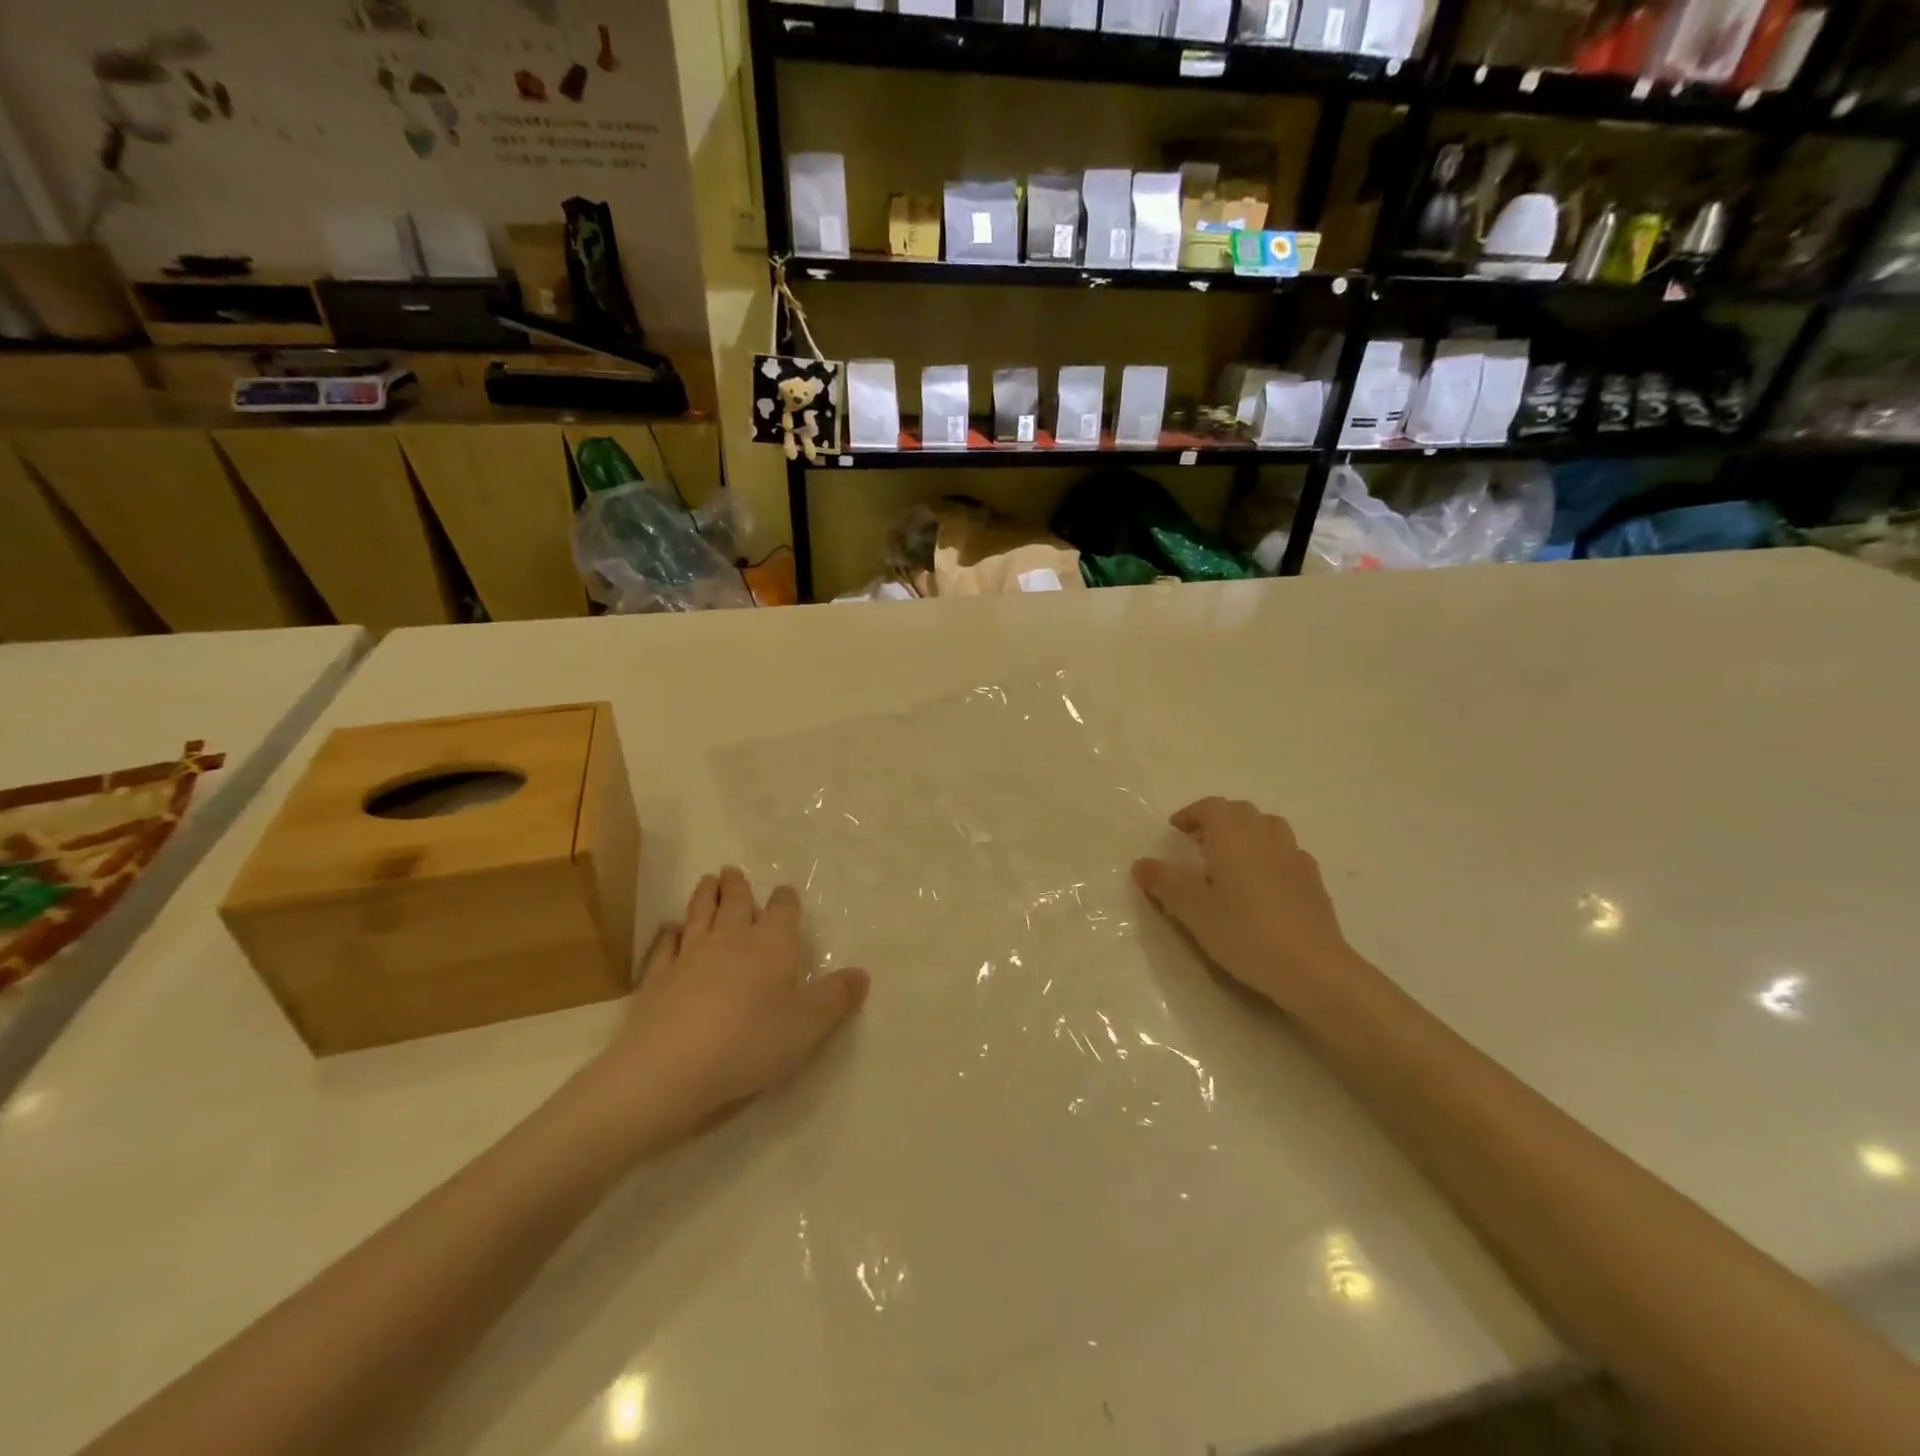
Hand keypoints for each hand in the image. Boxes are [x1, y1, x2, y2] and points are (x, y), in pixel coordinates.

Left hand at [585, 867, 868, 1144]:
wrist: (670, 1066)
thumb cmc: (750, 1041)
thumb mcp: (808, 1025)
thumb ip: (836, 997)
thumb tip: (863, 973)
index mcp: (772, 944)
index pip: (783, 910)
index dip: (785, 900)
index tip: (785, 892)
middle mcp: (731, 938)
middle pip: (735, 902)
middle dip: (736, 886)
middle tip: (732, 872)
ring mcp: (690, 954)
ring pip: (698, 914)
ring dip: (703, 896)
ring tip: (707, 881)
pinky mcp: (657, 976)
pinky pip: (664, 945)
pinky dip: (668, 934)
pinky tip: (669, 929)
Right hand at [1133, 798, 1361, 1013]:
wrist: (1312, 968)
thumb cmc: (1245, 934)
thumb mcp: (1193, 911)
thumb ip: (1165, 883)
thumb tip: (1141, 863)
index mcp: (1232, 838)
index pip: (1211, 807)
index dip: (1191, 813)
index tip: (1177, 830)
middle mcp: (1264, 837)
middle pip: (1240, 811)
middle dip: (1217, 819)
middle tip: (1199, 843)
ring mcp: (1294, 857)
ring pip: (1268, 826)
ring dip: (1246, 832)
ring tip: (1232, 858)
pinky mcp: (1313, 880)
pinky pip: (1287, 852)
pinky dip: (1270, 854)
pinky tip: (1264, 882)